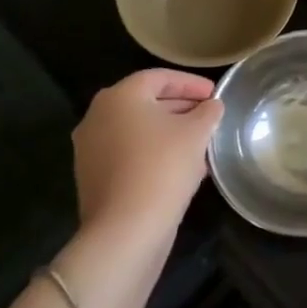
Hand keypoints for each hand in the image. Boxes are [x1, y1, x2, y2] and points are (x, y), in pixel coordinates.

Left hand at [71, 70, 220, 231]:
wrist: (126, 229)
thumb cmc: (163, 167)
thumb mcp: (197, 132)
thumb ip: (208, 112)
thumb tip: (212, 106)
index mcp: (119, 97)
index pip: (160, 78)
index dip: (191, 83)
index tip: (215, 94)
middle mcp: (97, 116)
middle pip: (146, 102)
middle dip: (181, 107)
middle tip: (209, 116)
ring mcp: (91, 148)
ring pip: (138, 130)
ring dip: (170, 132)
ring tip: (201, 143)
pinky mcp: (93, 176)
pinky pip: (129, 153)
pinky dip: (154, 152)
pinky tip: (182, 166)